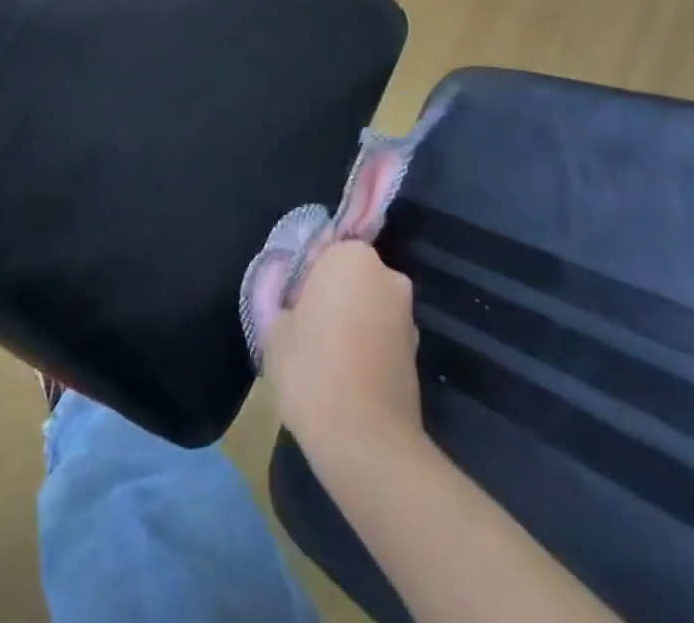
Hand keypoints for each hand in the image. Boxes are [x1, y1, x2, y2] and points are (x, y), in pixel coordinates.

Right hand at [264, 241, 422, 463]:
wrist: (366, 443)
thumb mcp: (276, 328)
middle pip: (351, 276)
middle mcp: (387, 276)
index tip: (292, 300)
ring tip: (325, 356)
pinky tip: (346, 375)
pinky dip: (367, 347)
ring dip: (352, 320)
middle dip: (333, 293)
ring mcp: (407, 316)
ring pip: (369, 306)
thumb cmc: (312, 370)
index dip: (306, 274)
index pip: (325, 250)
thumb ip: (283, 300)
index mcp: (352, 257)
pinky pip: (381, 336)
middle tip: (306, 324)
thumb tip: (293, 300)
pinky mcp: (417, 353)